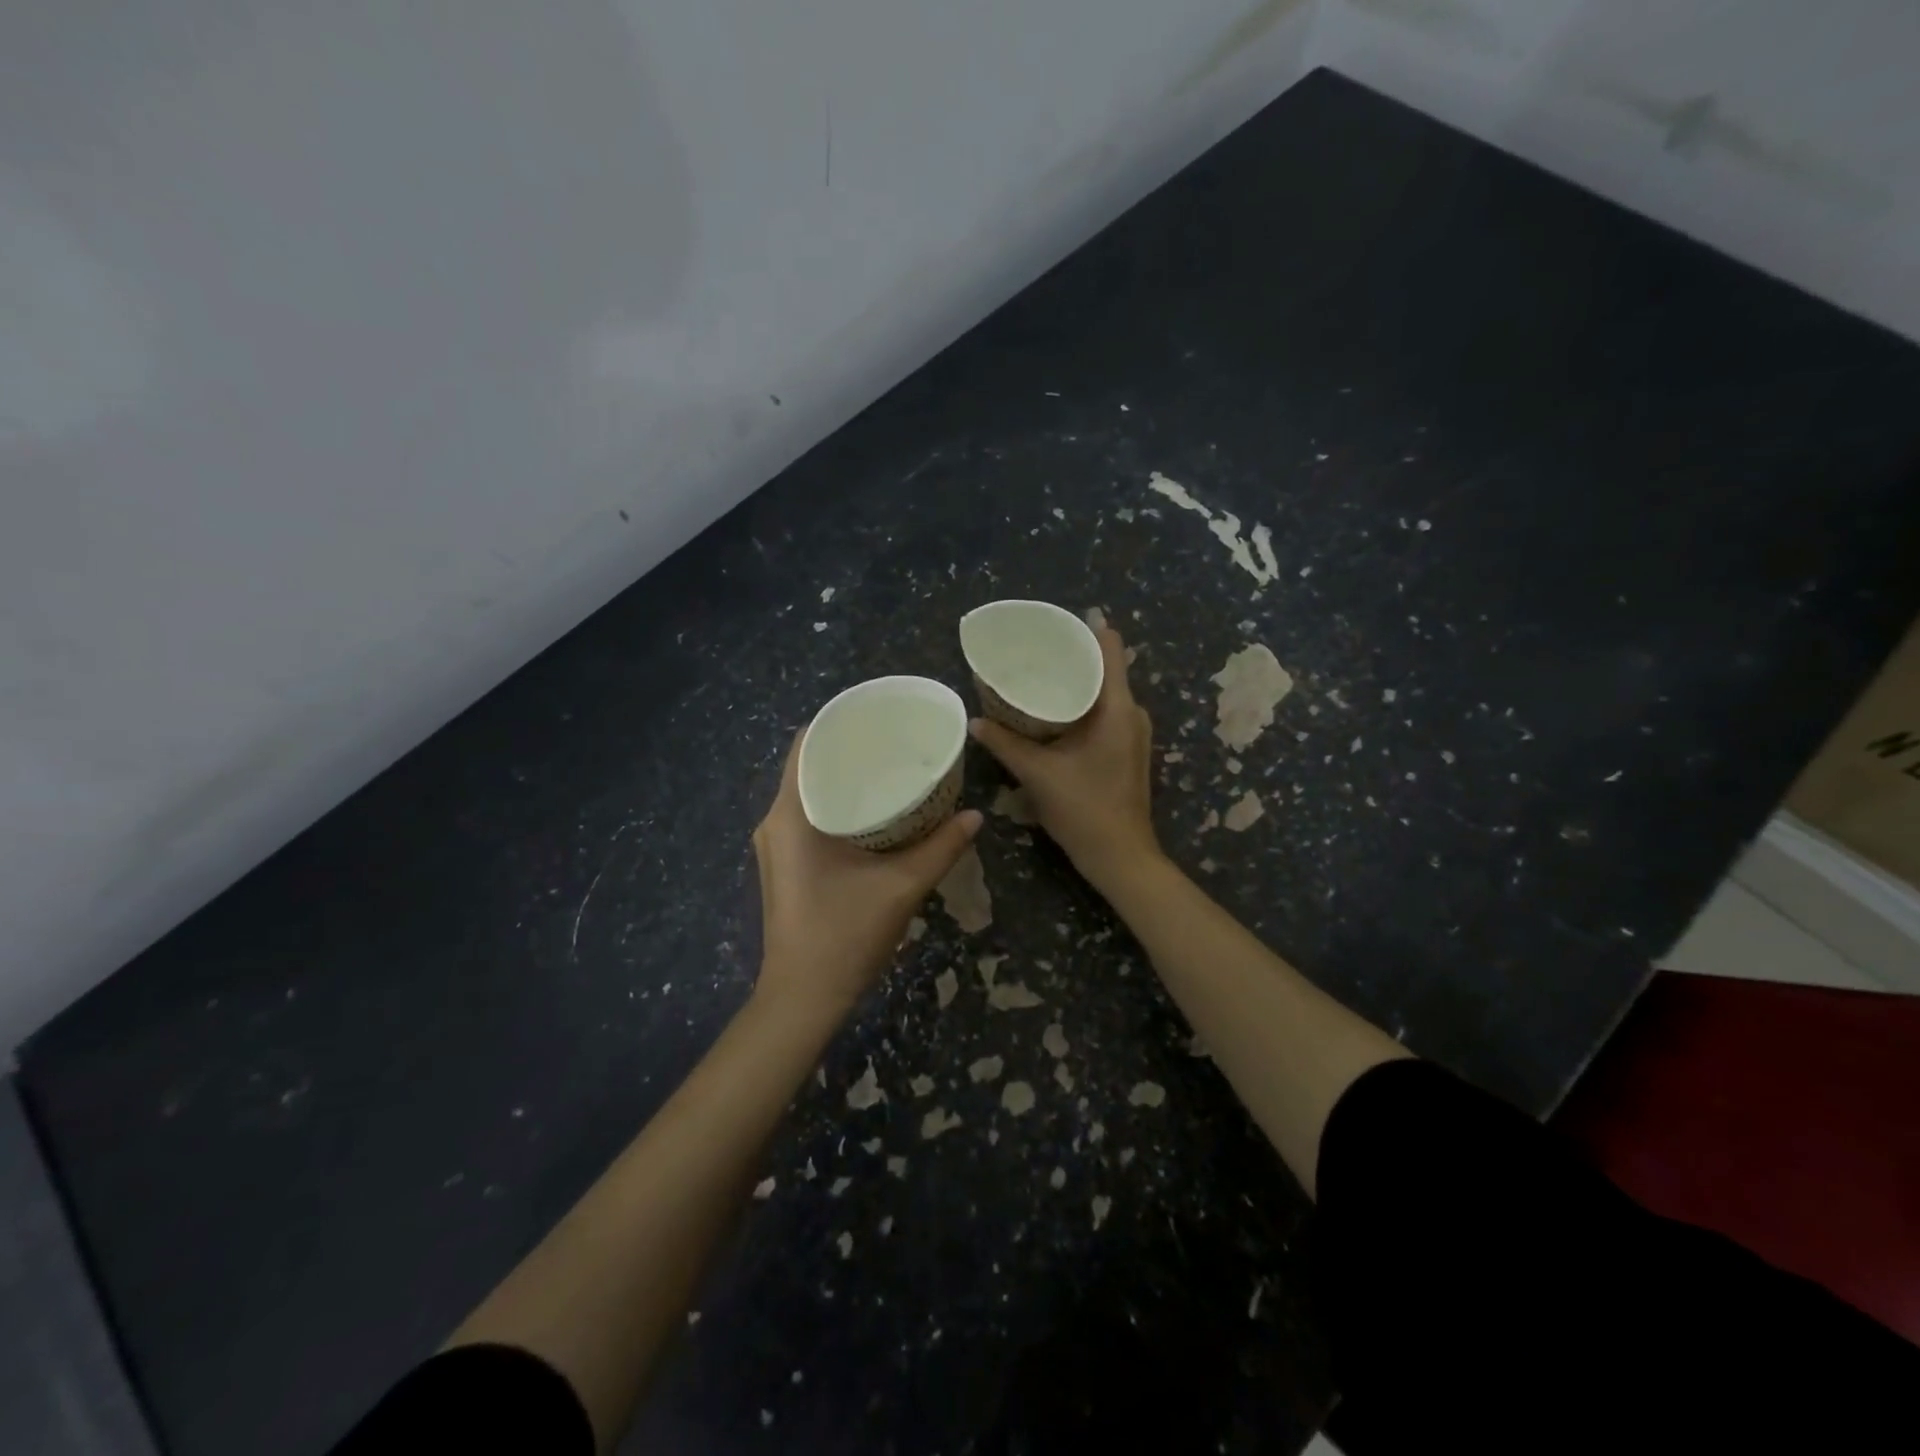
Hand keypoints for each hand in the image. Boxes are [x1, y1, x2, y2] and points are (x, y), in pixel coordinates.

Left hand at [752, 732, 982, 1015]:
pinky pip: (808, 816)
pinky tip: (872, 810)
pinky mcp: (784, 865)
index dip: (838, 721)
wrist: (803, 999)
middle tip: (894, 740)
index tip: (876, 715)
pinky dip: (837, 804)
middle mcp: (774, 822)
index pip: (805, 744)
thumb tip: (976, 815)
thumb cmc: (844, 936)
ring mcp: (775, 846)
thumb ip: (941, 847)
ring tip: (887, 767)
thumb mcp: (901, 887)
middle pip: (807, 765)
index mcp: (789, 815)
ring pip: (808, 793)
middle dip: (848, 749)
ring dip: (843, 778)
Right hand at [969, 624, 1160, 892]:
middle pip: (1106, 667)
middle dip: (1072, 655)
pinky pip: (1105, 711)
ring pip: (1105, 691)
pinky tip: (1052, 710)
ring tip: (1038, 674)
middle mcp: (1131, 713)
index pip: (1110, 648)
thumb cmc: (1084, 808)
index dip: (1085, 628)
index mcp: (1118, 708)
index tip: (1054, 622)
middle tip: (1034, 649)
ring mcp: (1132, 732)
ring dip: (1076, 681)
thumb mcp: (1038, 774)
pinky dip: (1081, 703)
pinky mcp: (1126, 749)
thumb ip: (1005, 744)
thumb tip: (975, 721)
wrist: (1120, 856)